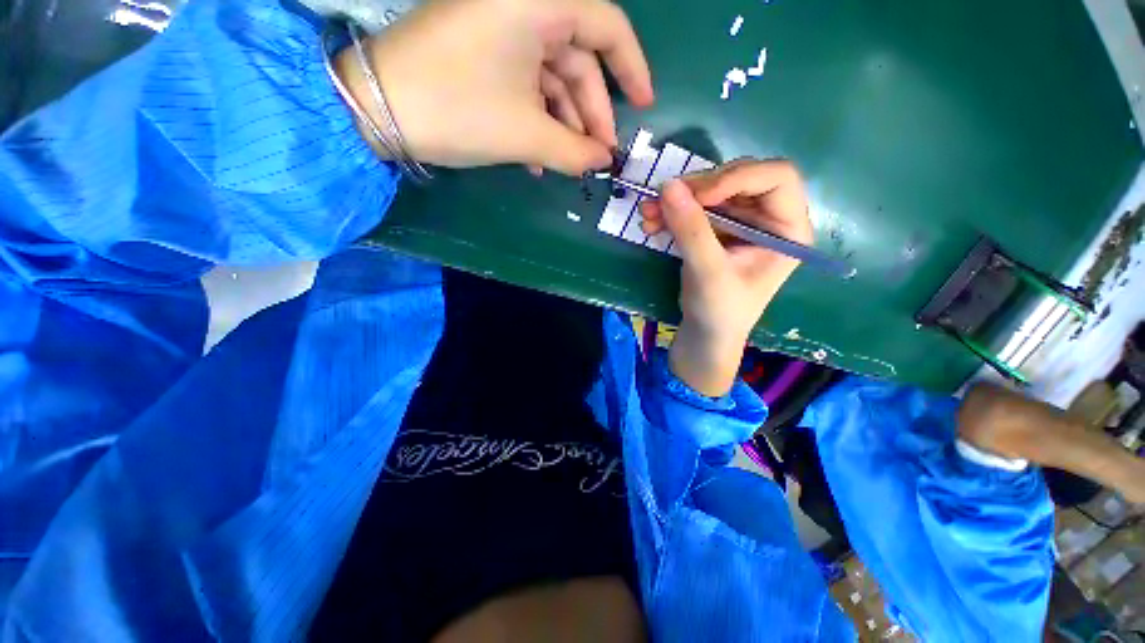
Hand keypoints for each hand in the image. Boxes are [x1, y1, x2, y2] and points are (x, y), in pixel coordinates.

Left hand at [335, 0, 654, 175]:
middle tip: (598, 156)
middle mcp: (522, 6)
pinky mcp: (483, 52)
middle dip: (591, 113)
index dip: (631, 70)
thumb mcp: (525, 134)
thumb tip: (603, 164)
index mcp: (537, 3)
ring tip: (568, 164)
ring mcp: (500, 29)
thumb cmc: (457, 109)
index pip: (607, 27)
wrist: (375, 109)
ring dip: (563, 124)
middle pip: (578, 59)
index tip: (643, 108)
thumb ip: (573, 152)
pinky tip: (538, 157)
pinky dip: (537, 119)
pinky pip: (525, 84)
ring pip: (551, 77)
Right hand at [639, 160, 811, 395]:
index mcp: (787, 228)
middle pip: (737, 180)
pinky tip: (650, 224)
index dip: (737, 177)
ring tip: (647, 214)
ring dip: (676, 201)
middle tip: (663, 199)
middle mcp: (768, 218)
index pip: (776, 177)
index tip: (698, 196)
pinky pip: (694, 210)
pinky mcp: (717, 231)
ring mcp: (740, 223)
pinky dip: (671, 213)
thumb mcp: (708, 272)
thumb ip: (691, 230)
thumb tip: (668, 186)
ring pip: (710, 193)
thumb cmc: (720, 311)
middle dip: (697, 189)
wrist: (705, 334)